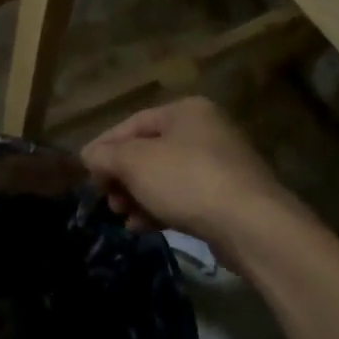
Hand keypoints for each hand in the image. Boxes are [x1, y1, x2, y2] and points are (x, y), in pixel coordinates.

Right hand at [82, 96, 298, 250]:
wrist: (251, 225)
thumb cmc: (187, 181)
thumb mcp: (135, 162)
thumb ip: (105, 155)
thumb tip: (89, 156)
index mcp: (186, 111)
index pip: (132, 123)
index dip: (104, 147)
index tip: (86, 173)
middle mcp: (205, 130)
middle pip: (148, 151)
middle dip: (122, 176)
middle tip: (108, 199)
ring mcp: (220, 164)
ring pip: (164, 177)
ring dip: (137, 196)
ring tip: (123, 217)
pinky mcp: (227, 197)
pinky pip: (183, 197)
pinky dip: (160, 208)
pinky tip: (143, 227)